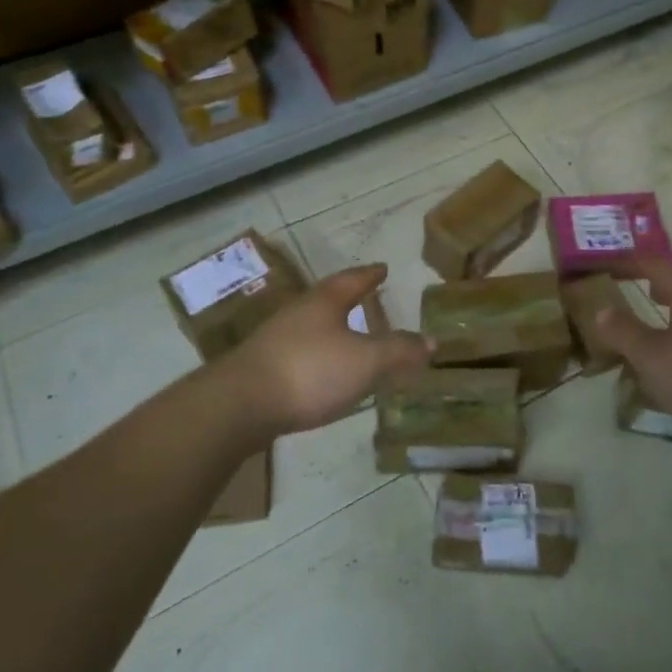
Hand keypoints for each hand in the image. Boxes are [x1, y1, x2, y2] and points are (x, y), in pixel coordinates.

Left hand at [229, 264, 429, 436]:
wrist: (240, 403)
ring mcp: (276, 337)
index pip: (354, 279)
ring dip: (333, 327)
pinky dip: (318, 353)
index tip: (383, 268)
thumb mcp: (366, 361)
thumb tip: (431, 341)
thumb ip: (399, 351)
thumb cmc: (310, 371)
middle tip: (369, 298)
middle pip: (329, 298)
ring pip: (312, 324)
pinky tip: (323, 370)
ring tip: (350, 335)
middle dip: (350, 298)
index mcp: (325, 300)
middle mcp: (299, 311)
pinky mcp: (263, 365)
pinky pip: (300, 350)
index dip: (371, 274)